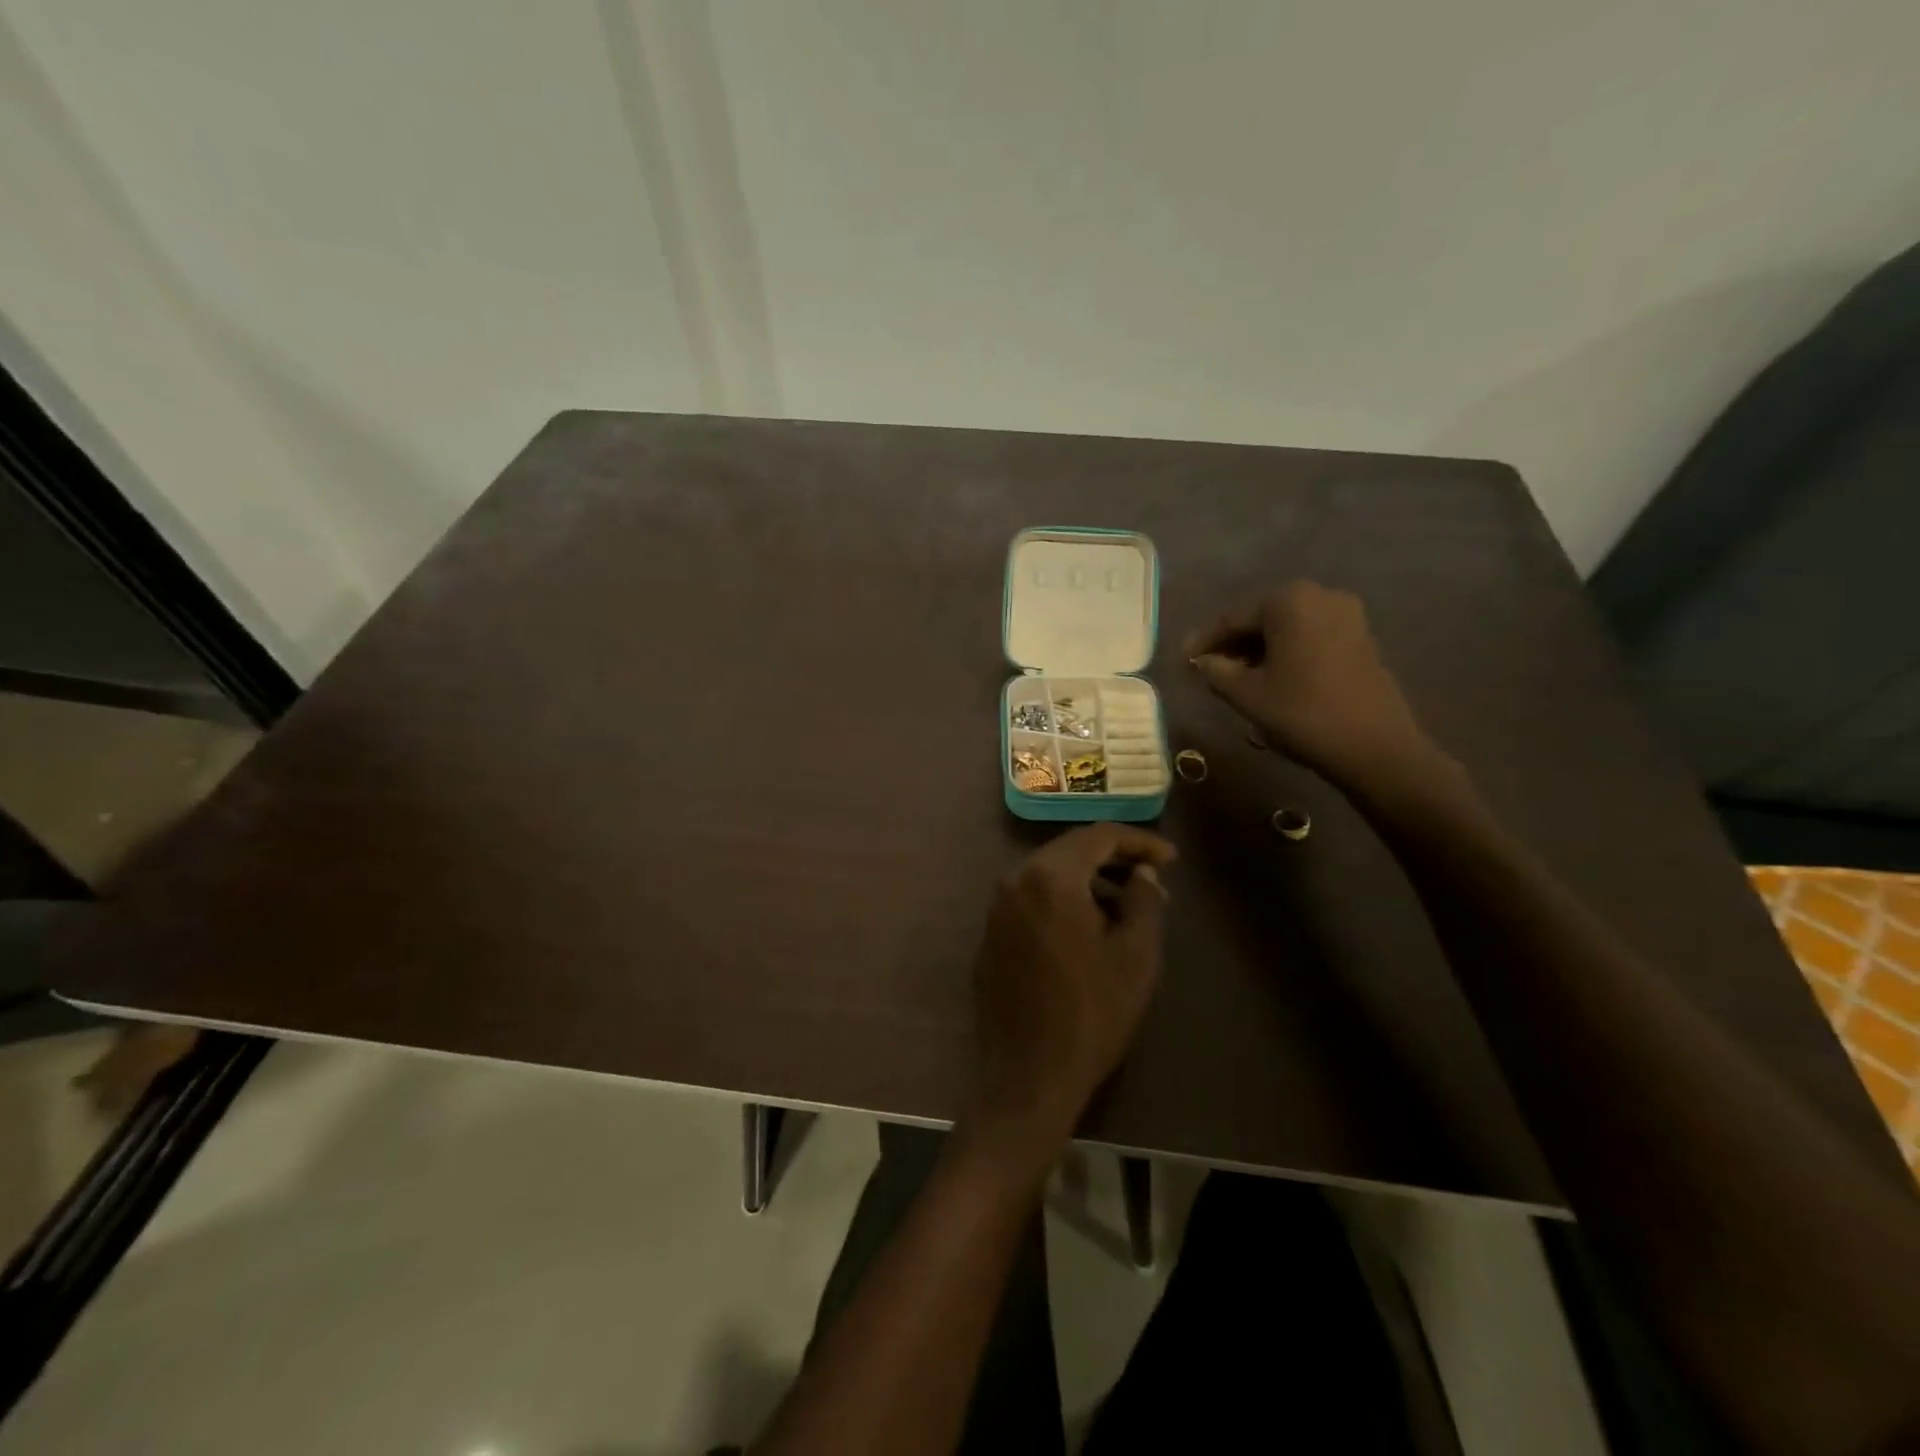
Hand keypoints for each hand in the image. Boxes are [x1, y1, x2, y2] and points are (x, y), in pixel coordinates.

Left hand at [967, 824, 1175, 1158]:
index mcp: (1050, 878)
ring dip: (1089, 881)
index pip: (1098, 836)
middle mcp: (1015, 880)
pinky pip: (1032, 899)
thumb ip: (1144, 902)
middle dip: (1114, 859)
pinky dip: (1063, 901)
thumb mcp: (1135, 957)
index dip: (1139, 842)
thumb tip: (1143, 874)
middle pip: (1070, 851)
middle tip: (1152, 879)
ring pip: (1050, 874)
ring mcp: (997, 908)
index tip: (1171, 859)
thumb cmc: (1091, 1014)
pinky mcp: (992, 934)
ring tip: (1127, 906)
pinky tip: (1089, 927)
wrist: (1027, 1076)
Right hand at [1183, 581, 1435, 788]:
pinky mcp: (1361, 638)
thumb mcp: (1247, 694)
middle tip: (1206, 670)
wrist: (1374, 747)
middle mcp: (1320, 596)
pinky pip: (1309, 638)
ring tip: (1234, 679)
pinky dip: (1285, 654)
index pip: (1232, 618)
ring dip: (1258, 651)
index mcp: (1288, 601)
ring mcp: (1346, 616)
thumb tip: (1202, 662)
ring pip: (1286, 629)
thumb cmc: (1302, 713)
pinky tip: (1269, 679)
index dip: (1204, 641)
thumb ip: (1216, 671)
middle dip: (1232, 644)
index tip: (1182, 660)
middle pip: (1261, 619)